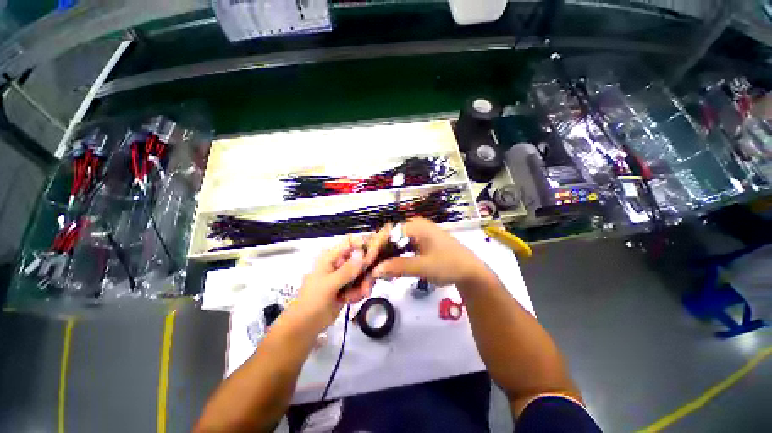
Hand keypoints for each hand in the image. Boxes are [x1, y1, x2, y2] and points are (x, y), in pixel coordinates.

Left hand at [294, 227, 391, 328]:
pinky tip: (352, 300)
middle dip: (365, 272)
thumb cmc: (312, 301)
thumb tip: (363, 254)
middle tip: (367, 287)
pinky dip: (359, 292)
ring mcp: (343, 276)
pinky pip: (360, 284)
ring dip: (363, 284)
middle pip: (360, 259)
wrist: (304, 327)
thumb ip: (347, 270)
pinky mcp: (347, 287)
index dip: (363, 247)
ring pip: (362, 273)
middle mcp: (339, 263)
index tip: (373, 258)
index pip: (350, 243)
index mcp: (331, 257)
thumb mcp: (329, 285)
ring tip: (360, 296)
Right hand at [372, 218, 487, 285]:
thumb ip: (398, 267)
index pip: (389, 232)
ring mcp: (417, 235)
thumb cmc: (450, 265)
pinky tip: (389, 269)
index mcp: (416, 226)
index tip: (367, 262)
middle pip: (390, 237)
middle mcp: (414, 227)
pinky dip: (394, 258)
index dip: (376, 246)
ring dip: (385, 256)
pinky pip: (401, 249)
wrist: (471, 272)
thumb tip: (375, 271)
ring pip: (394, 244)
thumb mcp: (423, 266)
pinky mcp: (419, 244)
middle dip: (378, 252)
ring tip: (376, 270)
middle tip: (368, 268)